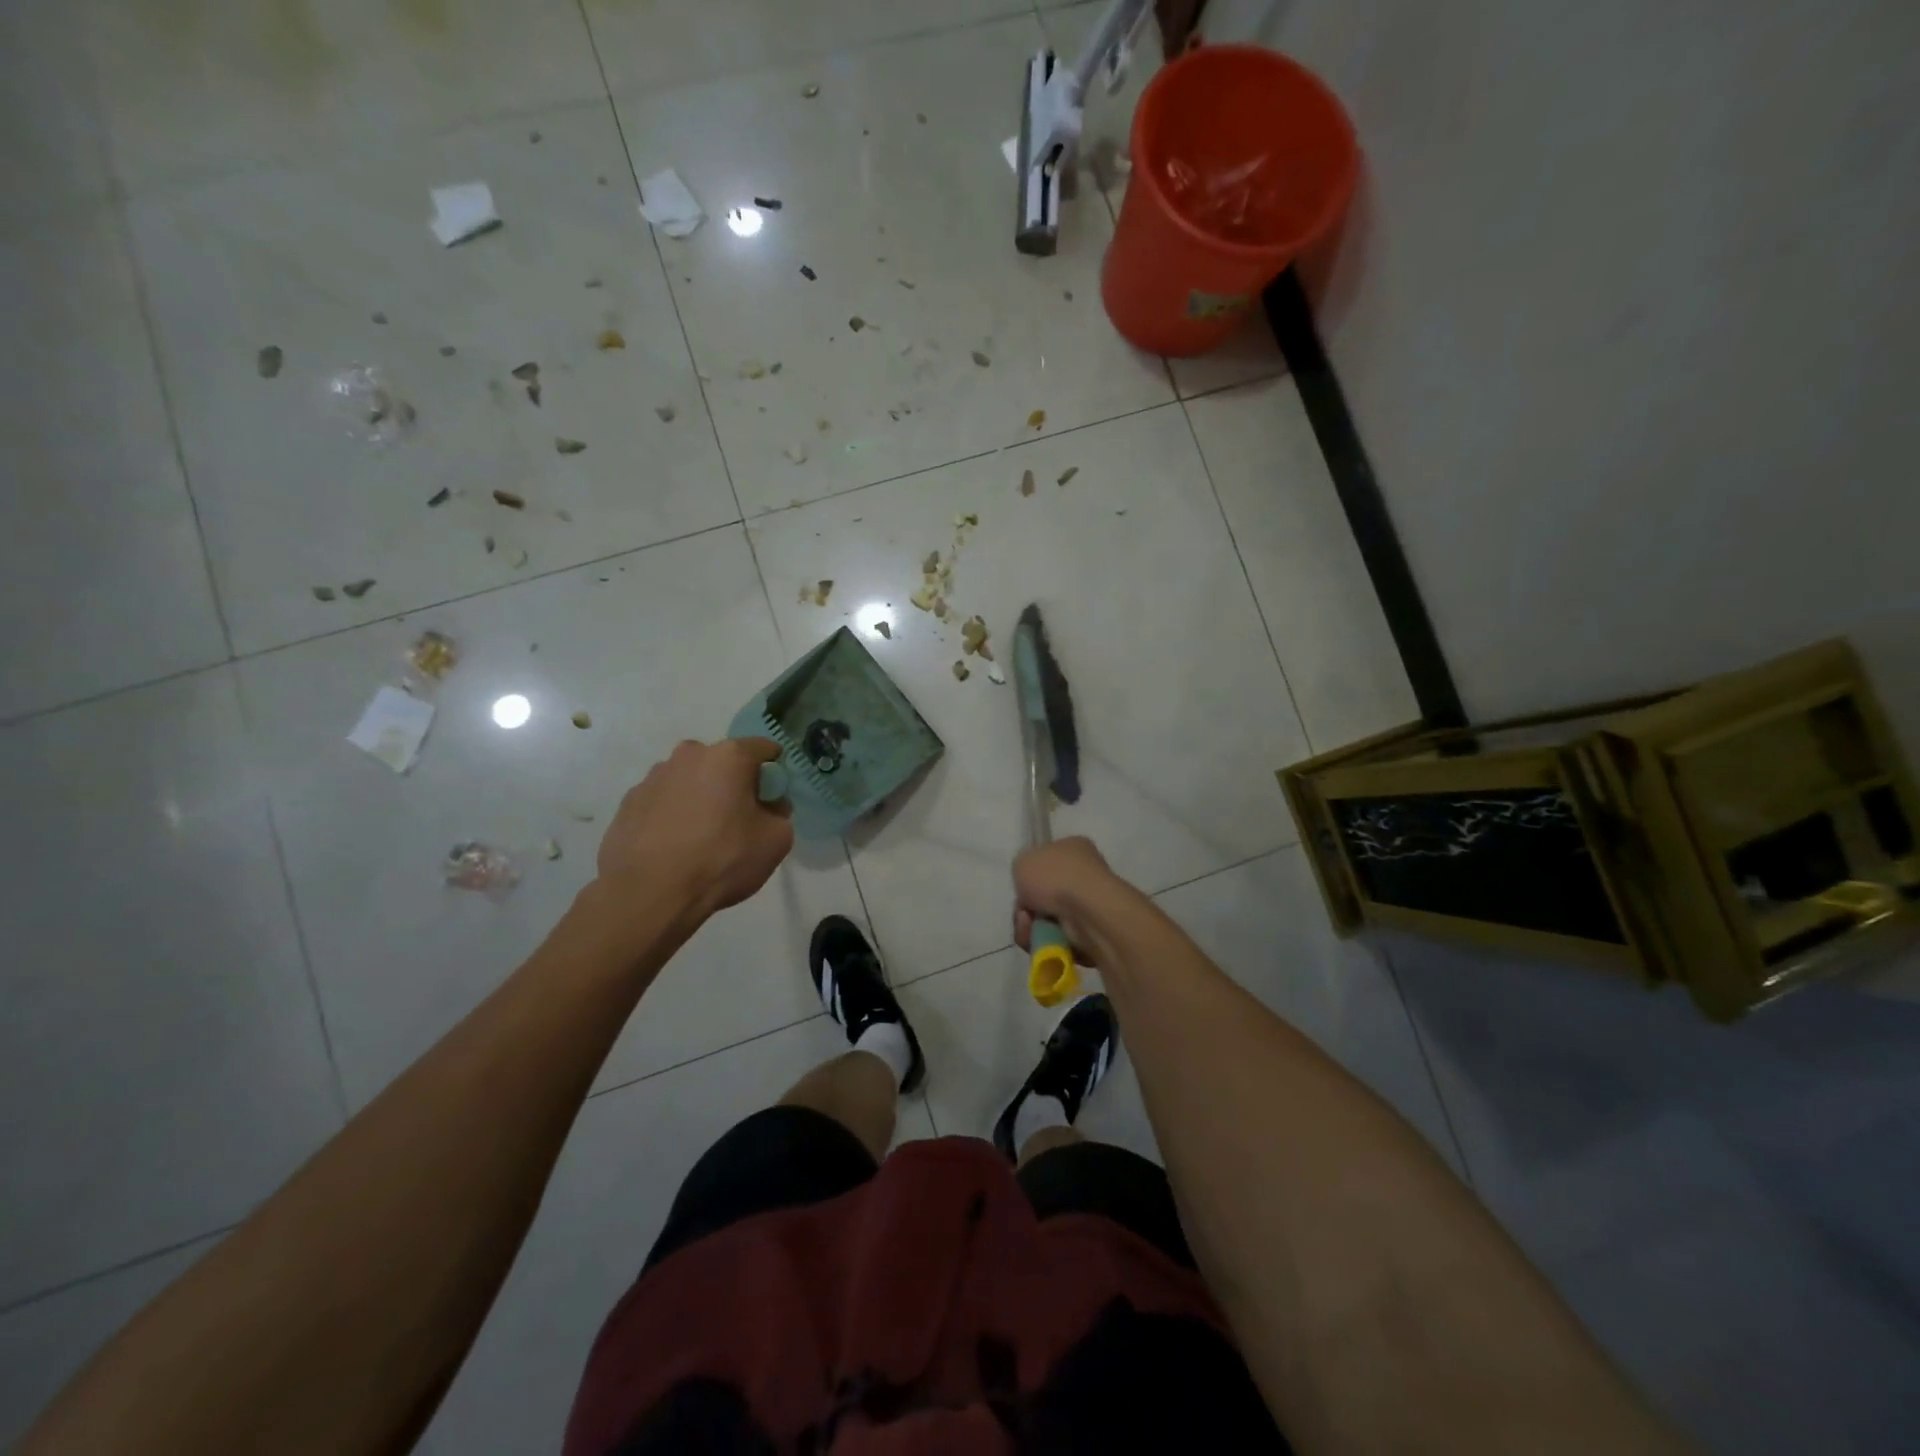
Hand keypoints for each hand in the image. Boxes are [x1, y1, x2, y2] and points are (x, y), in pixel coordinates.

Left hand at [598, 738, 793, 923]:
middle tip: (737, 820)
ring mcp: (653, 777)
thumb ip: (780, 813)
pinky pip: (662, 801)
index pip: (765, 749)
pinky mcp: (628, 802)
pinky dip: (672, 815)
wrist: (649, 894)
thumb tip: (767, 806)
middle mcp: (689, 755)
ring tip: (700, 838)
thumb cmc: (721, 860)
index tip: (772, 800)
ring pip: (689, 780)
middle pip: (723, 762)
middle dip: (733, 784)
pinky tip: (673, 846)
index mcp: (729, 756)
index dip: (774, 773)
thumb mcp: (777, 840)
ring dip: (700, 797)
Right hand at [1012, 836, 1127, 966]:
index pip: (1046, 862)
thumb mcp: (1024, 860)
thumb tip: (1030, 885)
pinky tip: (1043, 940)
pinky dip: (1045, 943)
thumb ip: (1023, 868)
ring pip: (1046, 921)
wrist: (1087, 912)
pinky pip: (1056, 941)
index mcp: (1074, 849)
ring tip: (1030, 928)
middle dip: (1026, 909)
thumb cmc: (1056, 877)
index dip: (1029, 876)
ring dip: (1030, 927)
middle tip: (1023, 914)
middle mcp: (1084, 875)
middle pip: (1043, 896)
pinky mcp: (1090, 935)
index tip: (1021, 888)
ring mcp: (1089, 906)